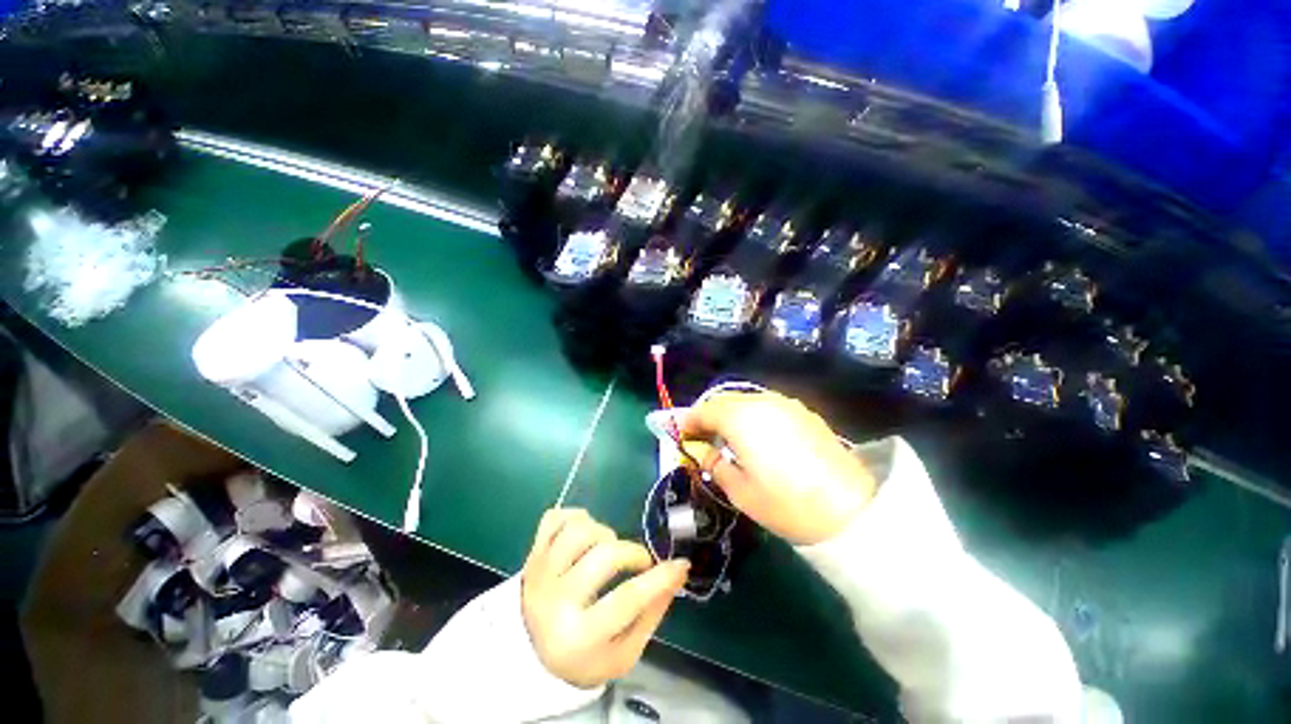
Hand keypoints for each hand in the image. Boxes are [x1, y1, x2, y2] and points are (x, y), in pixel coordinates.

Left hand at [521, 509, 689, 688]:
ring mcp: (540, 573)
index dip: (658, 580)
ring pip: (579, 530)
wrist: (530, 651)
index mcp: (578, 638)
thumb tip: (678, 573)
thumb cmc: (584, 655)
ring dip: (603, 532)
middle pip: (602, 557)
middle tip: (639, 562)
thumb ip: (651, 615)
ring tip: (607, 547)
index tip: (681, 565)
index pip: (625, 600)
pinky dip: (576, 516)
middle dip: (631, 552)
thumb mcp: (622, 653)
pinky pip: (555, 517)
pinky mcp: (532, 552)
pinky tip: (585, 533)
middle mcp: (554, 602)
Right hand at [679, 391, 875, 545]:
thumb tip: (701, 451)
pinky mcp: (803, 412)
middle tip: (703, 438)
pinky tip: (757, 438)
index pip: (704, 410)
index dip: (688, 421)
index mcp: (740, 418)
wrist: (850, 510)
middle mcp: (761, 402)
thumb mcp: (739, 490)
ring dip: (730, 415)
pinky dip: (752, 416)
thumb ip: (713, 464)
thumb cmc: (785, 504)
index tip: (681, 435)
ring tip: (729, 439)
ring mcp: (785, 404)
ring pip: (746, 401)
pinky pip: (767, 406)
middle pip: (724, 401)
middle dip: (709, 416)